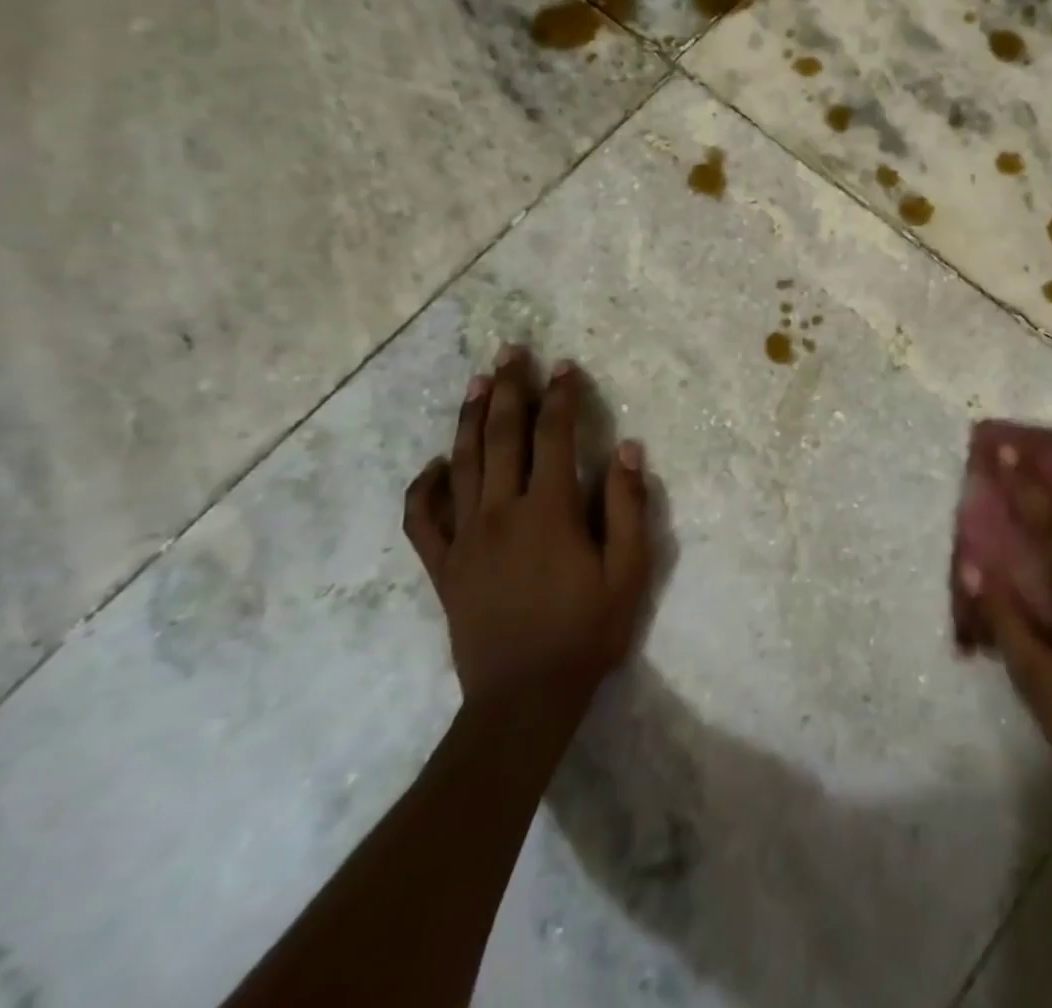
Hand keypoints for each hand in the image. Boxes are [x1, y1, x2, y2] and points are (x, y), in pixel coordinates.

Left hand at [402, 346, 652, 717]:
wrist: (524, 699)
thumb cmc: (587, 632)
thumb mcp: (629, 572)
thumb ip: (628, 506)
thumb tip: (627, 448)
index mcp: (548, 511)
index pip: (553, 436)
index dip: (561, 396)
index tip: (566, 366)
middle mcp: (500, 513)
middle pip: (502, 436)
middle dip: (509, 389)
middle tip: (511, 351)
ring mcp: (465, 538)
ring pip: (462, 464)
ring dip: (470, 419)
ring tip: (478, 383)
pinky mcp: (443, 566)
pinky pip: (422, 519)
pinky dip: (424, 486)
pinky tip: (435, 464)